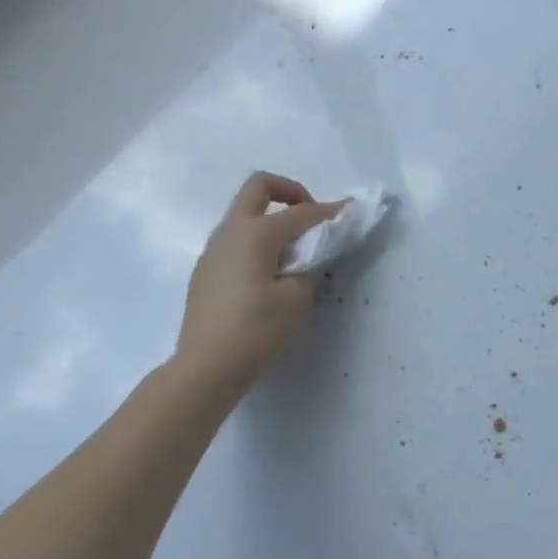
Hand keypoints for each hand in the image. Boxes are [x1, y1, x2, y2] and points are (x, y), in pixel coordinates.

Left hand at [174, 173, 344, 401]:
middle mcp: (230, 232)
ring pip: (244, 214)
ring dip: (272, 219)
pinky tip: (269, 274)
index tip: (352, 210)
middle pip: (259, 188)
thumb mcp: (296, 300)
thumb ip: (307, 268)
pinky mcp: (206, 272)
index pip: (301, 213)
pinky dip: (258, 242)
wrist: (205, 370)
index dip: (330, 211)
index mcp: (255, 233)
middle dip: (290, 192)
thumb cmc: (255, 332)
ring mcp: (213, 251)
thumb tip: (303, 259)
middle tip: (311, 218)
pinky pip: (236, 240)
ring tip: (294, 252)